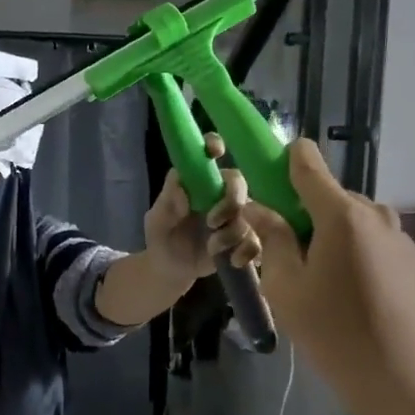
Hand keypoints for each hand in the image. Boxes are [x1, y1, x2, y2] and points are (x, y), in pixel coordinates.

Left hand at [143, 132, 261, 280]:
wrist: (172, 269)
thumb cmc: (162, 237)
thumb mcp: (156, 221)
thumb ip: (167, 204)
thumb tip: (182, 190)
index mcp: (196, 180)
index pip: (208, 152)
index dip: (214, 144)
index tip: (216, 152)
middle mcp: (218, 191)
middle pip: (237, 182)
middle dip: (231, 201)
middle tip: (213, 221)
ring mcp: (235, 214)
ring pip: (251, 212)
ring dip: (233, 232)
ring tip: (212, 247)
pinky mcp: (246, 236)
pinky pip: (258, 238)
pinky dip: (248, 250)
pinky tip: (232, 260)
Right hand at [240, 138, 414, 414]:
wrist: (410, 383)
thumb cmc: (334, 333)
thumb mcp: (285, 288)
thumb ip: (273, 239)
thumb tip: (260, 208)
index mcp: (340, 215)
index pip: (307, 162)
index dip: (285, 162)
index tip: (270, 183)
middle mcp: (378, 217)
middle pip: (335, 199)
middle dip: (311, 217)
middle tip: (296, 259)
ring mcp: (408, 243)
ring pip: (362, 228)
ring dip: (342, 243)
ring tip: (332, 290)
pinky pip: (387, 254)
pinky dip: (370, 266)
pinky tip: (366, 307)